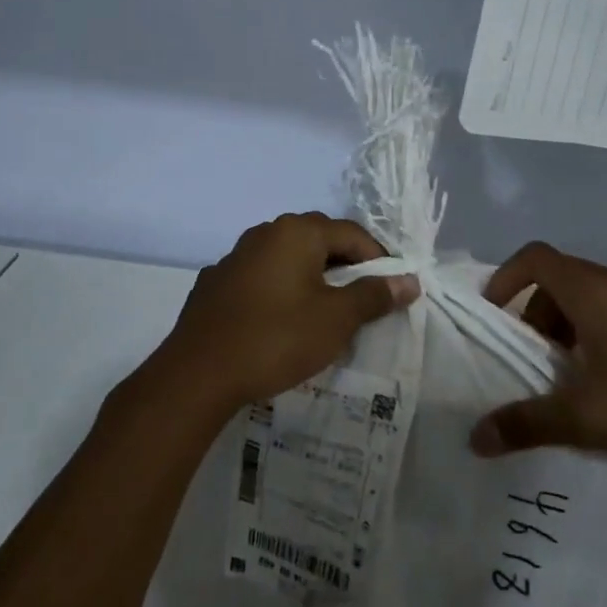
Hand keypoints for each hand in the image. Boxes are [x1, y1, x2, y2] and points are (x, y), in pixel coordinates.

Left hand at [152, 212, 419, 414]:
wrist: (197, 373)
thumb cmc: (277, 339)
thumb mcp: (336, 320)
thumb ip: (373, 296)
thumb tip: (408, 280)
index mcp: (296, 233)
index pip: (351, 233)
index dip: (378, 258)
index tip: (390, 289)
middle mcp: (264, 233)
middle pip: (317, 239)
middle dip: (344, 264)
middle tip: (360, 299)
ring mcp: (234, 257)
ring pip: (285, 257)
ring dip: (310, 276)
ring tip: (323, 310)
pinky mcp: (214, 283)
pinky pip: (259, 278)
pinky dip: (278, 290)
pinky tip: (279, 320)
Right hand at [467, 242, 606, 469]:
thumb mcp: (589, 419)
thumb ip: (528, 424)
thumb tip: (475, 438)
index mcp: (593, 292)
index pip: (534, 257)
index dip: (505, 279)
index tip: (493, 318)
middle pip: (559, 279)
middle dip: (534, 315)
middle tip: (530, 361)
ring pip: (591, 298)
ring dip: (567, 328)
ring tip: (569, 379)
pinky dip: (598, 335)